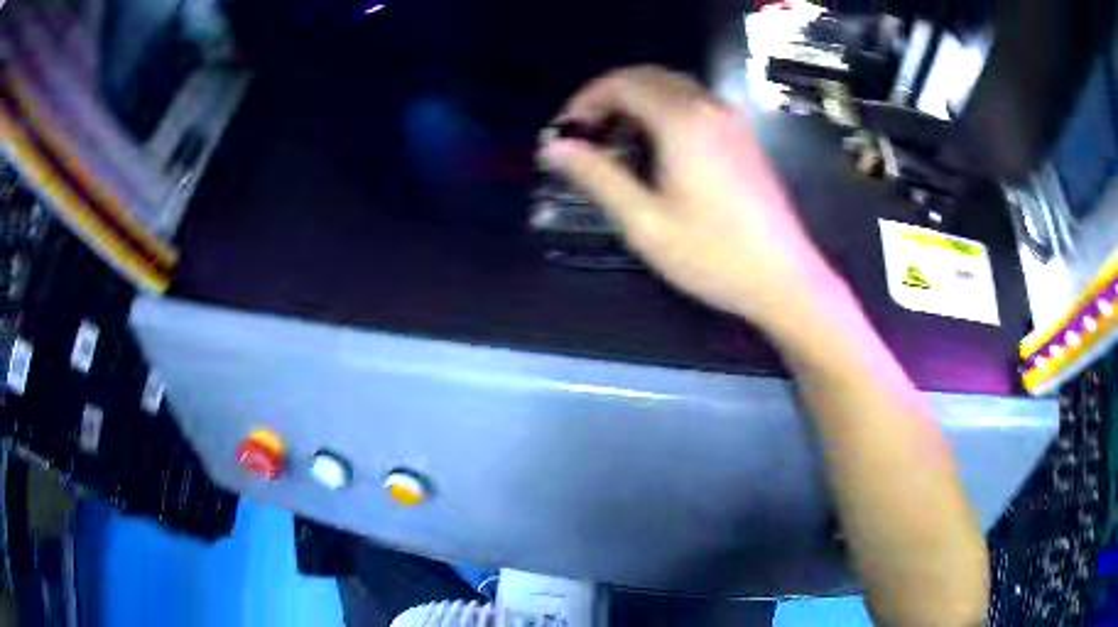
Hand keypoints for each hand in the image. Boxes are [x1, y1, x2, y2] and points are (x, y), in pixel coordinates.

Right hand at [538, 66, 841, 333]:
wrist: (784, 278)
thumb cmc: (713, 256)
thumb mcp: (644, 222)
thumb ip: (596, 176)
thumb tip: (553, 147)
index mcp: (683, 120)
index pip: (621, 83)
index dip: (584, 101)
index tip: (564, 134)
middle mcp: (709, 107)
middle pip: (646, 77)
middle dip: (607, 98)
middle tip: (584, 137)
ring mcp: (731, 120)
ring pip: (672, 87)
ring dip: (636, 103)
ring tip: (614, 143)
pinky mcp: (743, 137)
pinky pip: (694, 104)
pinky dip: (663, 111)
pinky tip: (654, 149)